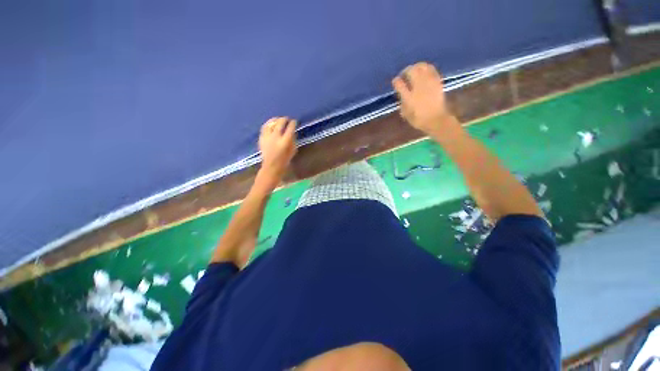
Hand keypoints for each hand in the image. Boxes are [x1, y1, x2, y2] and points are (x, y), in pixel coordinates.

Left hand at [257, 117, 296, 188]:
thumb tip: (292, 132)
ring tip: (278, 119)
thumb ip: (292, 140)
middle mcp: (276, 137)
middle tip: (286, 119)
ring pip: (270, 124)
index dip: (293, 123)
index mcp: (285, 141)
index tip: (294, 121)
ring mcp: (267, 137)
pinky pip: (264, 128)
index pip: (290, 128)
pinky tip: (270, 124)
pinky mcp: (261, 138)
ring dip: (275, 120)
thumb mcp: (293, 151)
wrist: (271, 167)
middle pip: (280, 123)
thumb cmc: (284, 160)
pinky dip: (268, 124)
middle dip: (284, 119)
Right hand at [392, 62, 459, 136]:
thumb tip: (401, 94)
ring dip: (416, 67)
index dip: (396, 81)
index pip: (399, 84)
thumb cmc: (419, 119)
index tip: (395, 81)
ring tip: (414, 70)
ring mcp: (429, 83)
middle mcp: (418, 87)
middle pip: (411, 71)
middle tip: (404, 74)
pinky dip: (426, 68)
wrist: (436, 119)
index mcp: (409, 97)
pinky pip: (431, 69)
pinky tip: (424, 71)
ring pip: (422, 67)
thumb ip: (402, 102)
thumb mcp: (406, 114)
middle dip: (406, 71)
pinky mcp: (437, 81)